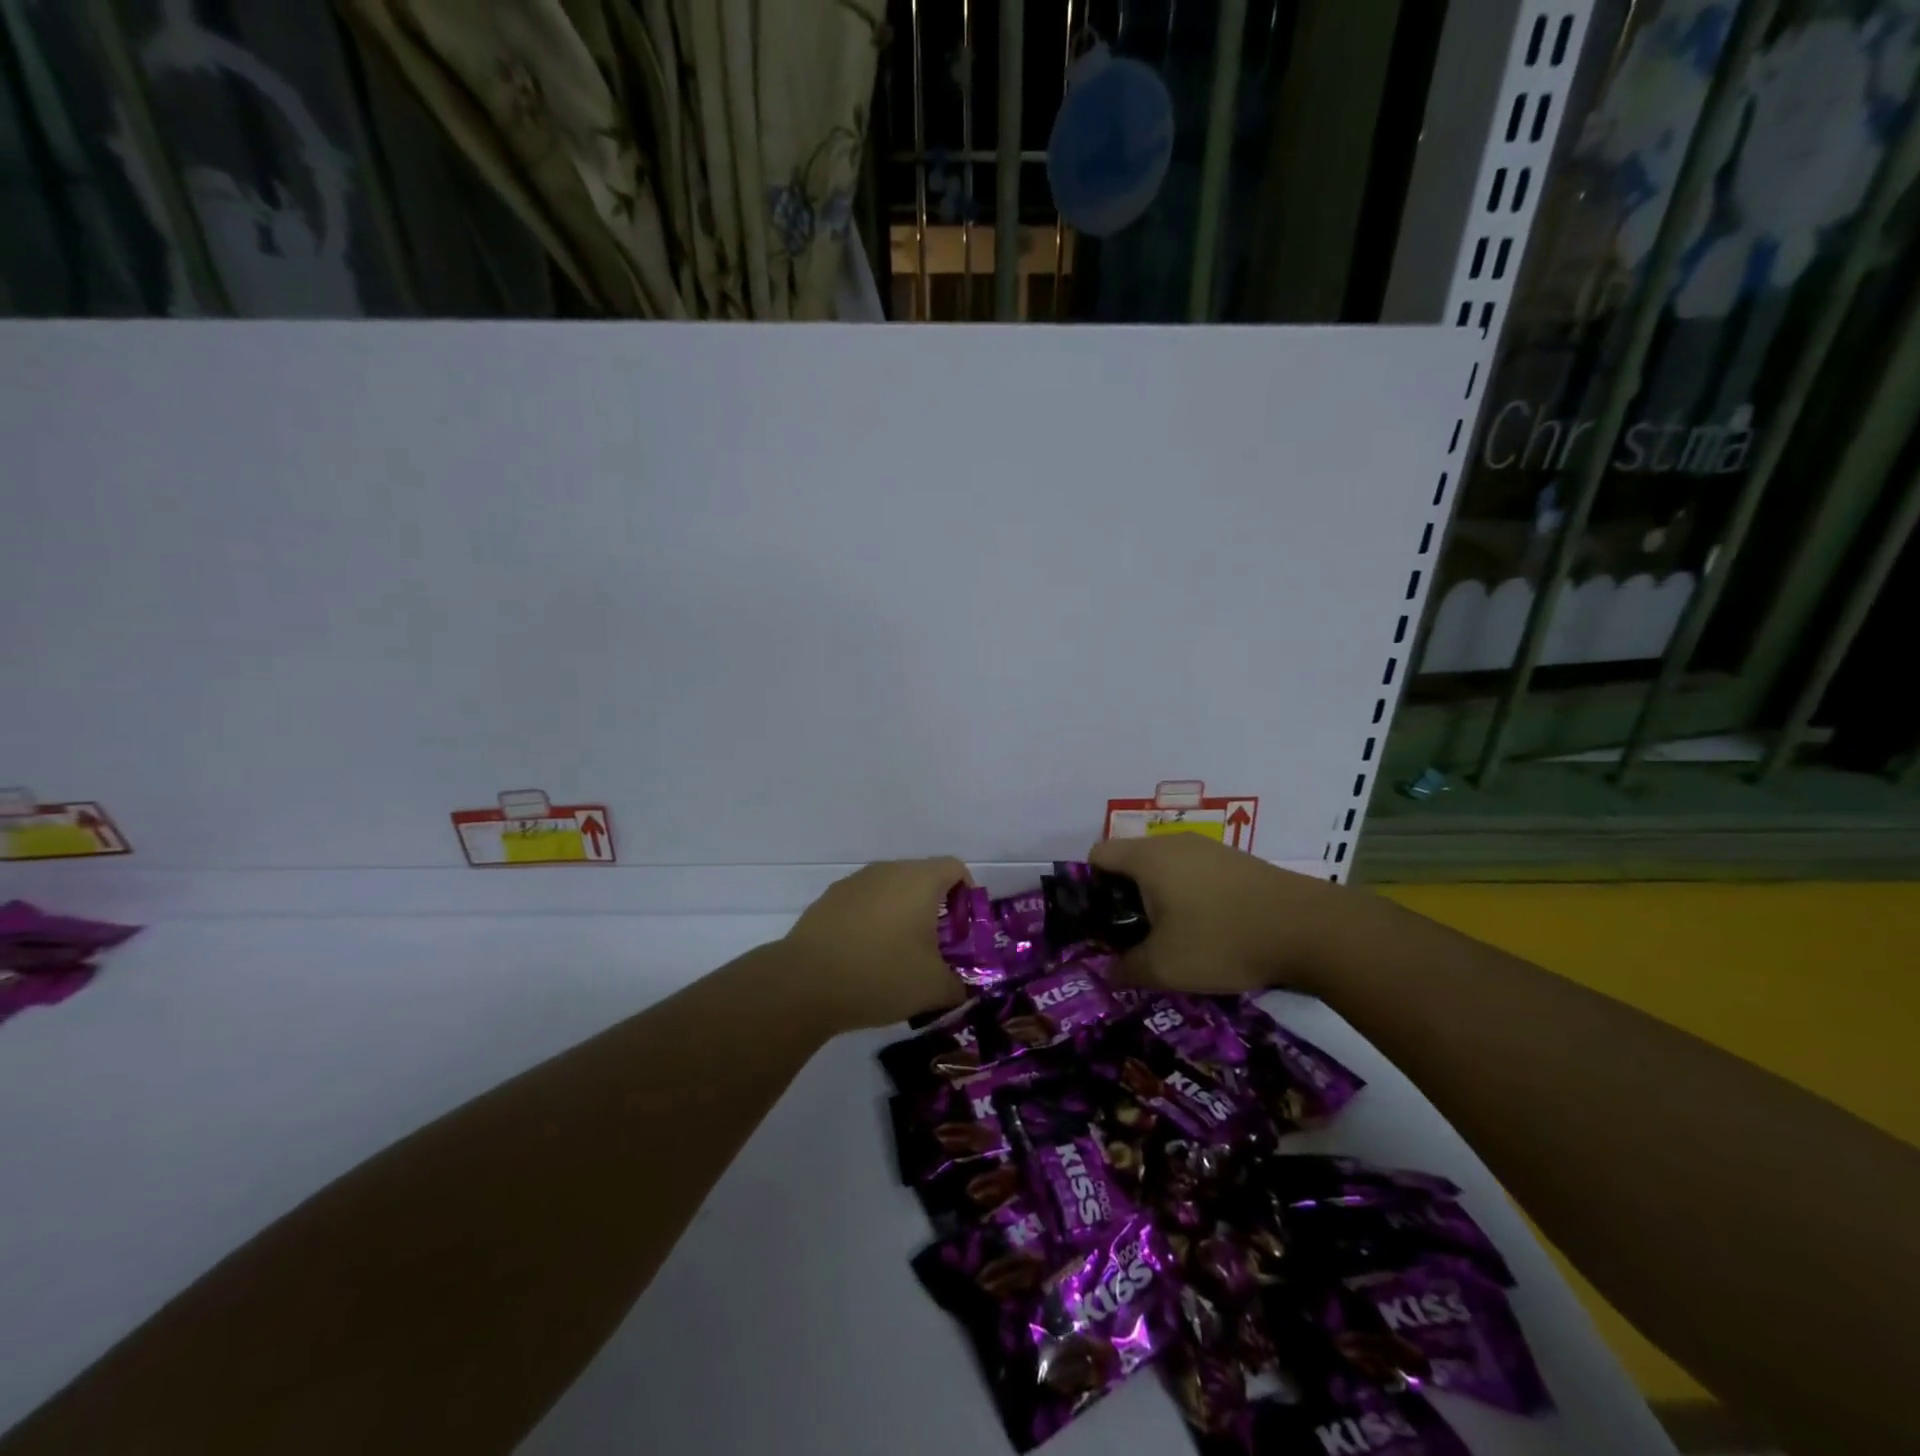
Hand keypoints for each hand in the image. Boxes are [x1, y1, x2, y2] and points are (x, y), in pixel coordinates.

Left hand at [782, 858, 969, 1031]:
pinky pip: (863, 904)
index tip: (964, 930)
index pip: (956, 869)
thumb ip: (958, 985)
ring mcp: (854, 883)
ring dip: (902, 915)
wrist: (805, 983)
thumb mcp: (933, 988)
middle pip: (922, 878)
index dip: (967, 896)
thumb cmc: (881, 974)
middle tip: (937, 948)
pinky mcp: (828, 900)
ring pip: (890, 890)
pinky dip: (872, 922)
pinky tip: (865, 958)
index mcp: (919, 880)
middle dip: (935, 909)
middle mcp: (887, 870)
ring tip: (900, 955)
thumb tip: (961, 987)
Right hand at [1089, 834, 1348, 993]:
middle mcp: (1174, 843)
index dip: (1088, 888)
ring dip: (1159, 900)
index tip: (1098, 923)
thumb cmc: (1222, 939)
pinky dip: (1190, 898)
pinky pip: (1196, 875)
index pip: (1098, 855)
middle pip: (1131, 862)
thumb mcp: (1165, 967)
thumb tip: (1107, 973)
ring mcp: (1209, 849)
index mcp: (1147, 858)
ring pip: (1165, 869)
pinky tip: (1209, 932)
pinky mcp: (1237, 862)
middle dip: (1124, 899)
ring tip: (1171, 940)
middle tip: (1132, 938)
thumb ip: (1127, 969)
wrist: (1309, 928)